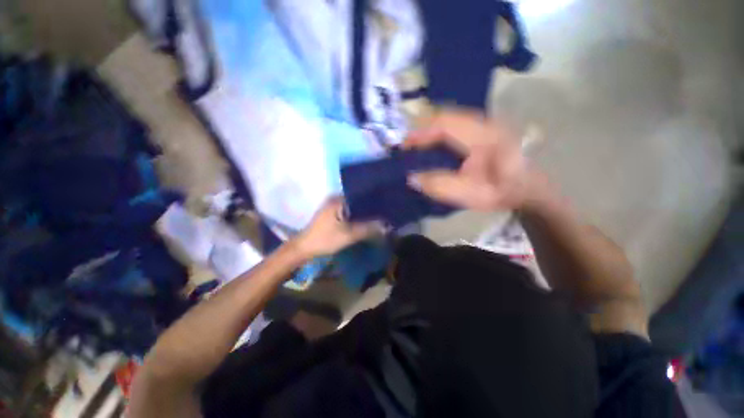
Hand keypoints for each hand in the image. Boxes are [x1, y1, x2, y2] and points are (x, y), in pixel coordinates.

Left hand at [293, 198, 383, 257]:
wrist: (304, 249)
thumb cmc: (324, 239)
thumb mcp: (348, 235)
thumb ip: (367, 229)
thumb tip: (386, 225)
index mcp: (338, 199)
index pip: (360, 194)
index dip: (373, 199)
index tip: (386, 204)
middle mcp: (336, 199)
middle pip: (358, 200)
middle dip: (370, 207)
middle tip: (385, 211)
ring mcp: (333, 206)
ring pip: (354, 207)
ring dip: (364, 212)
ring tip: (379, 215)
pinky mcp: (332, 214)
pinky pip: (349, 212)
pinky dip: (357, 216)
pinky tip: (366, 221)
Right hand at [404, 109, 543, 211]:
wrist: (528, 190)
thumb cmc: (500, 192)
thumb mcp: (469, 194)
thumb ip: (439, 185)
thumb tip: (411, 178)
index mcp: (484, 136)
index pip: (445, 124)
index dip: (421, 133)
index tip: (403, 145)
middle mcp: (484, 123)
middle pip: (446, 117)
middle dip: (423, 129)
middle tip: (407, 145)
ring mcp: (485, 124)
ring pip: (451, 119)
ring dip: (431, 129)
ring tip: (416, 144)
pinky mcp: (484, 130)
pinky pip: (456, 125)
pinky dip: (440, 132)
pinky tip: (434, 143)